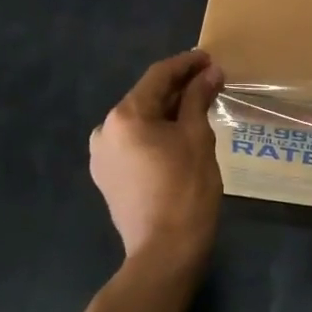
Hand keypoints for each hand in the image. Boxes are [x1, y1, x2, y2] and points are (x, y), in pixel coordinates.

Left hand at [90, 49, 224, 262]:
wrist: (164, 254)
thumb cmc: (185, 190)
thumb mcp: (197, 137)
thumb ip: (198, 98)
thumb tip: (210, 72)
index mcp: (124, 116)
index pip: (158, 76)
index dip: (186, 64)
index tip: (208, 58)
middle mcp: (104, 130)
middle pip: (146, 97)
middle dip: (178, 88)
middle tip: (209, 80)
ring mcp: (102, 156)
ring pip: (140, 121)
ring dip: (167, 111)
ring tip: (198, 105)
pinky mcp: (107, 176)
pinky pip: (133, 143)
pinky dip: (155, 133)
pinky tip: (178, 134)